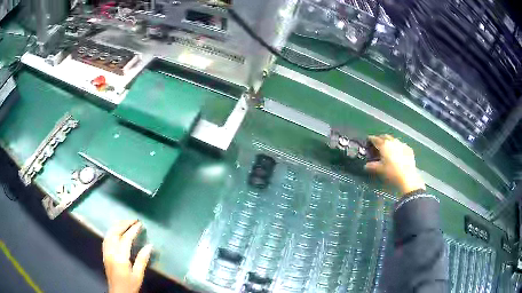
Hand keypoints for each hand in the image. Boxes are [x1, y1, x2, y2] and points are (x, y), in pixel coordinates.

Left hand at [103, 220, 152, 292]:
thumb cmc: (130, 285)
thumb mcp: (138, 275)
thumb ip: (142, 260)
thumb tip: (149, 246)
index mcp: (120, 258)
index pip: (125, 239)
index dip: (132, 230)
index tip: (140, 224)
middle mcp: (111, 252)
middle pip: (114, 233)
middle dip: (123, 224)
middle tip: (133, 220)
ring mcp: (106, 253)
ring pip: (108, 234)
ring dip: (116, 226)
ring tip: (125, 223)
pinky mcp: (104, 254)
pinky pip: (106, 239)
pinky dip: (111, 232)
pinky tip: (116, 232)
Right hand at [364, 135, 424, 195]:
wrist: (408, 177)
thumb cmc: (392, 172)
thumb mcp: (380, 169)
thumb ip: (372, 166)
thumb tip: (366, 165)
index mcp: (384, 145)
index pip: (375, 139)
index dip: (371, 139)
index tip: (368, 141)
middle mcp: (392, 141)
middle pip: (385, 136)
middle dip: (380, 139)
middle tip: (377, 144)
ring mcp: (402, 144)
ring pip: (393, 140)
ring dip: (389, 142)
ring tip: (388, 148)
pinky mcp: (409, 149)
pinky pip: (401, 145)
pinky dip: (398, 147)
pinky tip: (398, 153)